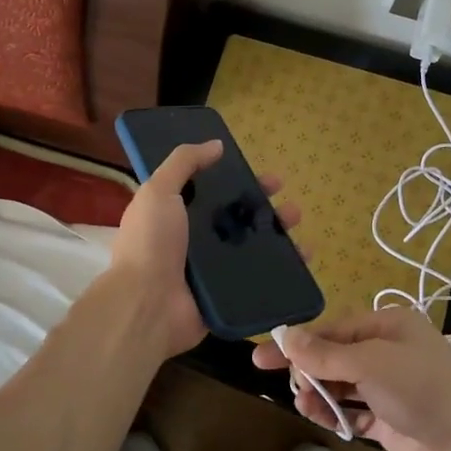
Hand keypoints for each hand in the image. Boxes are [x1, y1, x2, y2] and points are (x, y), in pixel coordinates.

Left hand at [108, 141, 300, 361]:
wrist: (147, 305)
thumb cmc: (150, 244)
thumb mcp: (158, 191)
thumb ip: (183, 163)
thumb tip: (216, 144)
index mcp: (177, 215)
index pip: (214, 193)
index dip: (239, 182)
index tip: (261, 176)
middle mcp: (195, 240)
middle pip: (237, 218)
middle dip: (264, 207)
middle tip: (287, 201)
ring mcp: (212, 270)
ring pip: (252, 246)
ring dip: (277, 233)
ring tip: (297, 224)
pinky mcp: (227, 295)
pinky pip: (259, 277)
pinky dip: (283, 268)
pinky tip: (303, 258)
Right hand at [252, 306, 450, 450]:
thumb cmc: (423, 390)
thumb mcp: (370, 362)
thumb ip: (326, 353)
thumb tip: (286, 337)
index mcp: (390, 325)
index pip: (334, 328)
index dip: (299, 340)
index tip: (264, 353)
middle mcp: (390, 352)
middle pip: (336, 355)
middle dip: (308, 366)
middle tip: (272, 379)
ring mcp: (392, 389)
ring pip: (343, 384)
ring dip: (319, 392)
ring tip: (301, 403)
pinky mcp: (392, 422)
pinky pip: (354, 412)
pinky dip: (335, 413)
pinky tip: (317, 417)